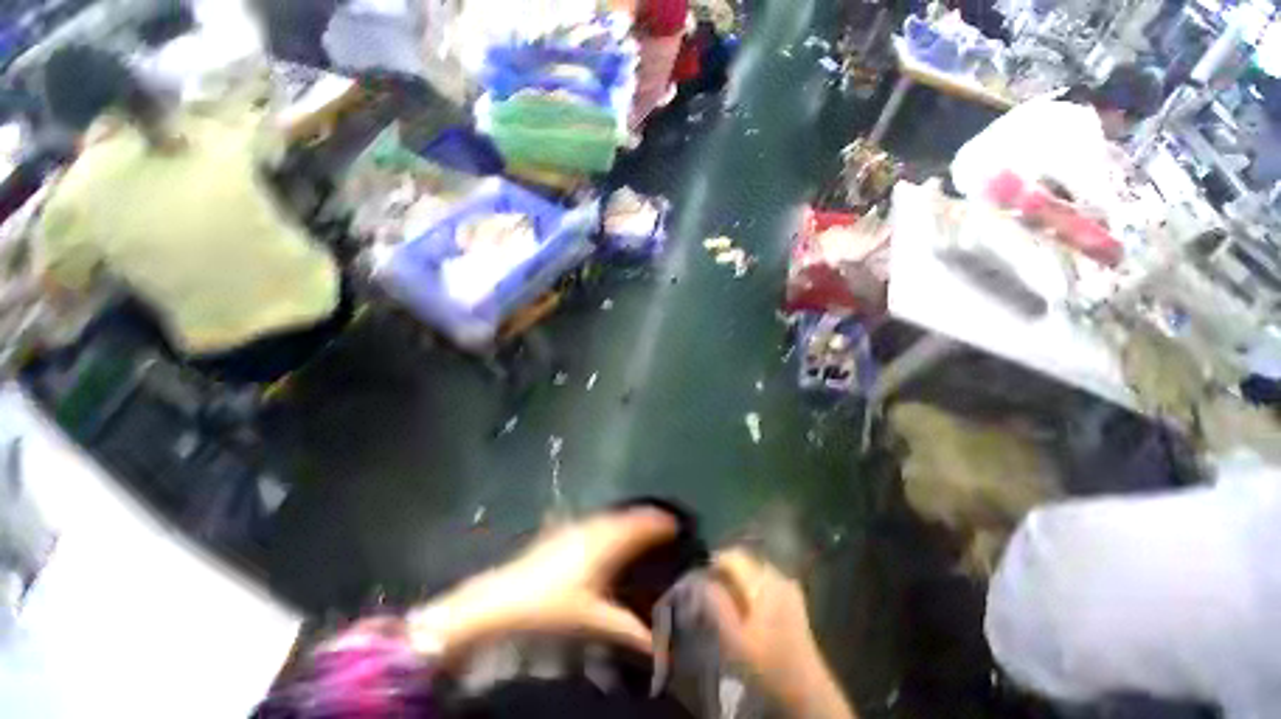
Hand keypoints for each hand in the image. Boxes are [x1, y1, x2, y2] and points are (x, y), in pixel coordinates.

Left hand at [408, 508, 676, 660]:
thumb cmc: (549, 611)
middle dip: (643, 517)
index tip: (675, 522)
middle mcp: (589, 530)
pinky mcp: (554, 535)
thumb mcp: (593, 623)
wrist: (495, 605)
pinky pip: (590, 523)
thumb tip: (659, 641)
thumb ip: (627, 630)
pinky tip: (602, 535)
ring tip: (637, 525)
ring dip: (623, 519)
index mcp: (602, 544)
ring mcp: (569, 530)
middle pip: (623, 517)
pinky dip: (604, 525)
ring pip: (606, 518)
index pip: (638, 526)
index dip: (657, 522)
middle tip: (661, 522)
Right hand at [706, 550, 856, 718]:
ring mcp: (788, 585)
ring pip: (754, 568)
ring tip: (725, 596)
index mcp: (763, 582)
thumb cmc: (767, 663)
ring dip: (738, 576)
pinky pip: (766, 579)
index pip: (732, 556)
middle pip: (744, 559)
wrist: (806, 688)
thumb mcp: (734, 638)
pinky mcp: (793, 597)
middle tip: (709, 588)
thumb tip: (701, 580)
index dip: (713, 562)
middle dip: (725, 569)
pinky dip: (751, 584)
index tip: (700, 577)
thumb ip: (716, 604)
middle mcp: (777, 576)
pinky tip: (746, 604)